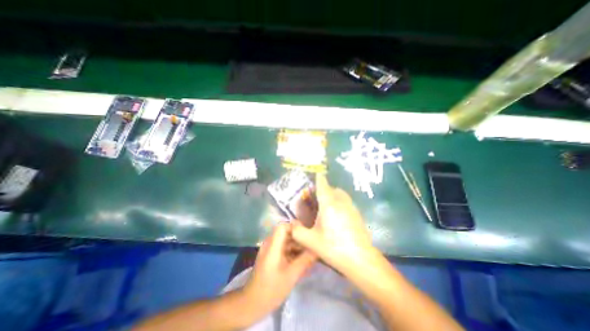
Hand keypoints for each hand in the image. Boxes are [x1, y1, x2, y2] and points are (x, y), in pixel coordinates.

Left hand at [244, 223, 317, 312]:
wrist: (252, 304)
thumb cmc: (271, 289)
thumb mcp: (291, 275)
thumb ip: (305, 260)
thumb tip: (317, 249)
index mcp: (272, 245)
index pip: (283, 226)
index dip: (295, 227)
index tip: (307, 235)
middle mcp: (270, 243)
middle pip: (286, 233)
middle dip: (300, 239)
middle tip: (312, 246)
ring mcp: (270, 250)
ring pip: (286, 241)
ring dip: (298, 246)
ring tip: (310, 254)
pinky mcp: (272, 256)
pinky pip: (284, 249)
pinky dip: (293, 252)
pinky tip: (302, 261)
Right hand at [293, 175, 375, 273]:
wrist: (361, 260)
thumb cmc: (334, 248)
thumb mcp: (311, 241)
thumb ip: (297, 231)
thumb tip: (292, 225)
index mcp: (329, 204)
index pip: (323, 185)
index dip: (318, 178)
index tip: (315, 175)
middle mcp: (341, 202)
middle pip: (333, 188)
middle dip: (324, 189)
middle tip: (316, 198)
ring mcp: (351, 207)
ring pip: (341, 194)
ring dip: (333, 195)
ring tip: (326, 207)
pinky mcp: (357, 214)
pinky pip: (346, 202)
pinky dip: (340, 202)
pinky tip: (336, 217)